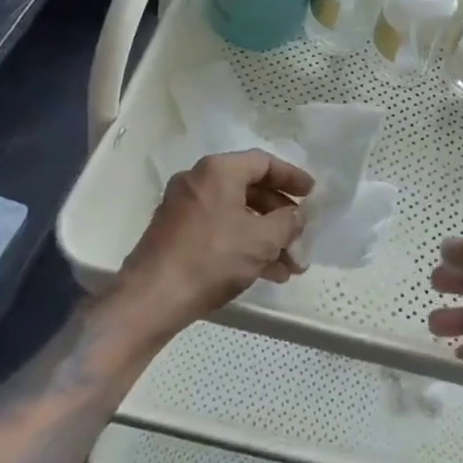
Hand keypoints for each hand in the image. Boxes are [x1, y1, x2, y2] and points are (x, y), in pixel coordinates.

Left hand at [117, 150, 312, 336]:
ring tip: (291, 266)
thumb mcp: (261, 240)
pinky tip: (266, 273)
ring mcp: (184, 208)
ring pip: (236, 215)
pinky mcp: (176, 234)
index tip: (312, 194)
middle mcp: (198, 181)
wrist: (150, 300)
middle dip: (280, 217)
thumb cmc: (211, 258)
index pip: (264, 163)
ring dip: (265, 237)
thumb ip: (287, 222)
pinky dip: (243, 245)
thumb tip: (296, 216)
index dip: (291, 177)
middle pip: (251, 190)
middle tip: (301, 237)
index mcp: (218, 171)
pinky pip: (219, 230)